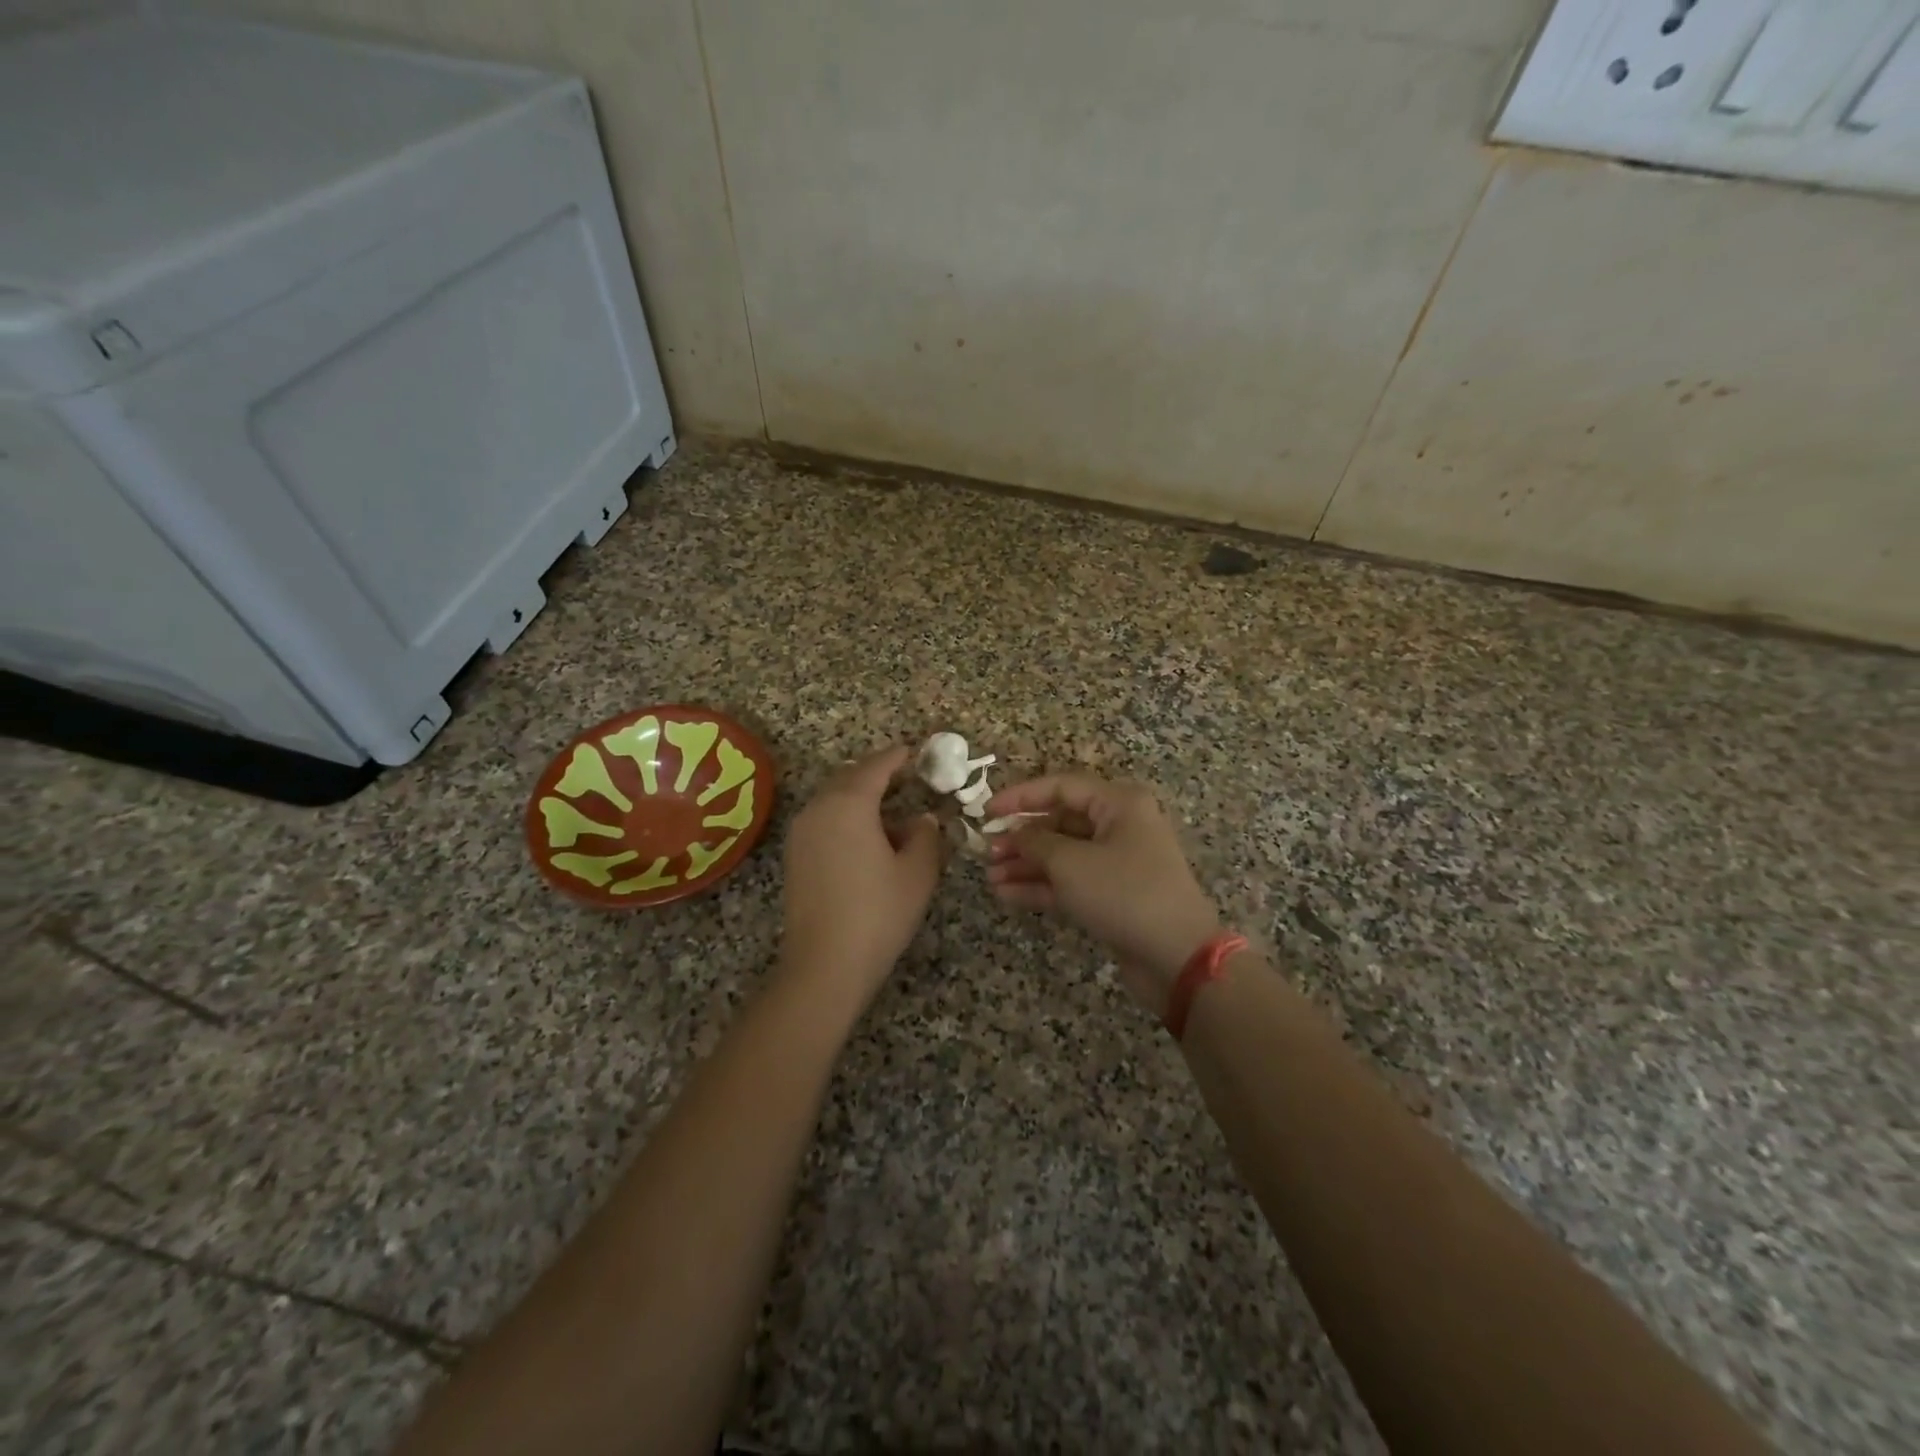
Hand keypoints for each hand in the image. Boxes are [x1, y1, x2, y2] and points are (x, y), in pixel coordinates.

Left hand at [779, 745, 945, 1010]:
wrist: (825, 965)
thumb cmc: (878, 913)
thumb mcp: (917, 872)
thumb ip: (925, 836)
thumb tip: (923, 819)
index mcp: (849, 803)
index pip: (876, 767)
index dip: (897, 757)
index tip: (914, 751)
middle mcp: (818, 809)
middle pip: (849, 778)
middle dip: (877, 774)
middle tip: (905, 778)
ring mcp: (801, 833)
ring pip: (833, 800)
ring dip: (860, 798)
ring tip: (891, 813)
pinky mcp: (794, 857)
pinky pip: (823, 821)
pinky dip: (845, 818)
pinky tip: (867, 841)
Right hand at [985, 773, 1221, 1014]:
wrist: (1177, 957)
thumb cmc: (1124, 893)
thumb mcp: (1071, 863)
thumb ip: (1035, 842)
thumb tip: (1015, 835)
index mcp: (1118, 804)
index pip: (1061, 787)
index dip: (1020, 797)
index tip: (986, 812)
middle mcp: (1119, 827)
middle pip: (1060, 823)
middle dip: (1021, 837)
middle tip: (986, 851)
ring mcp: (1117, 864)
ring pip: (1062, 855)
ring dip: (1026, 865)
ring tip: (990, 877)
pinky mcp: (1113, 896)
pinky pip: (1070, 882)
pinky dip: (1040, 887)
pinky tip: (1006, 894)